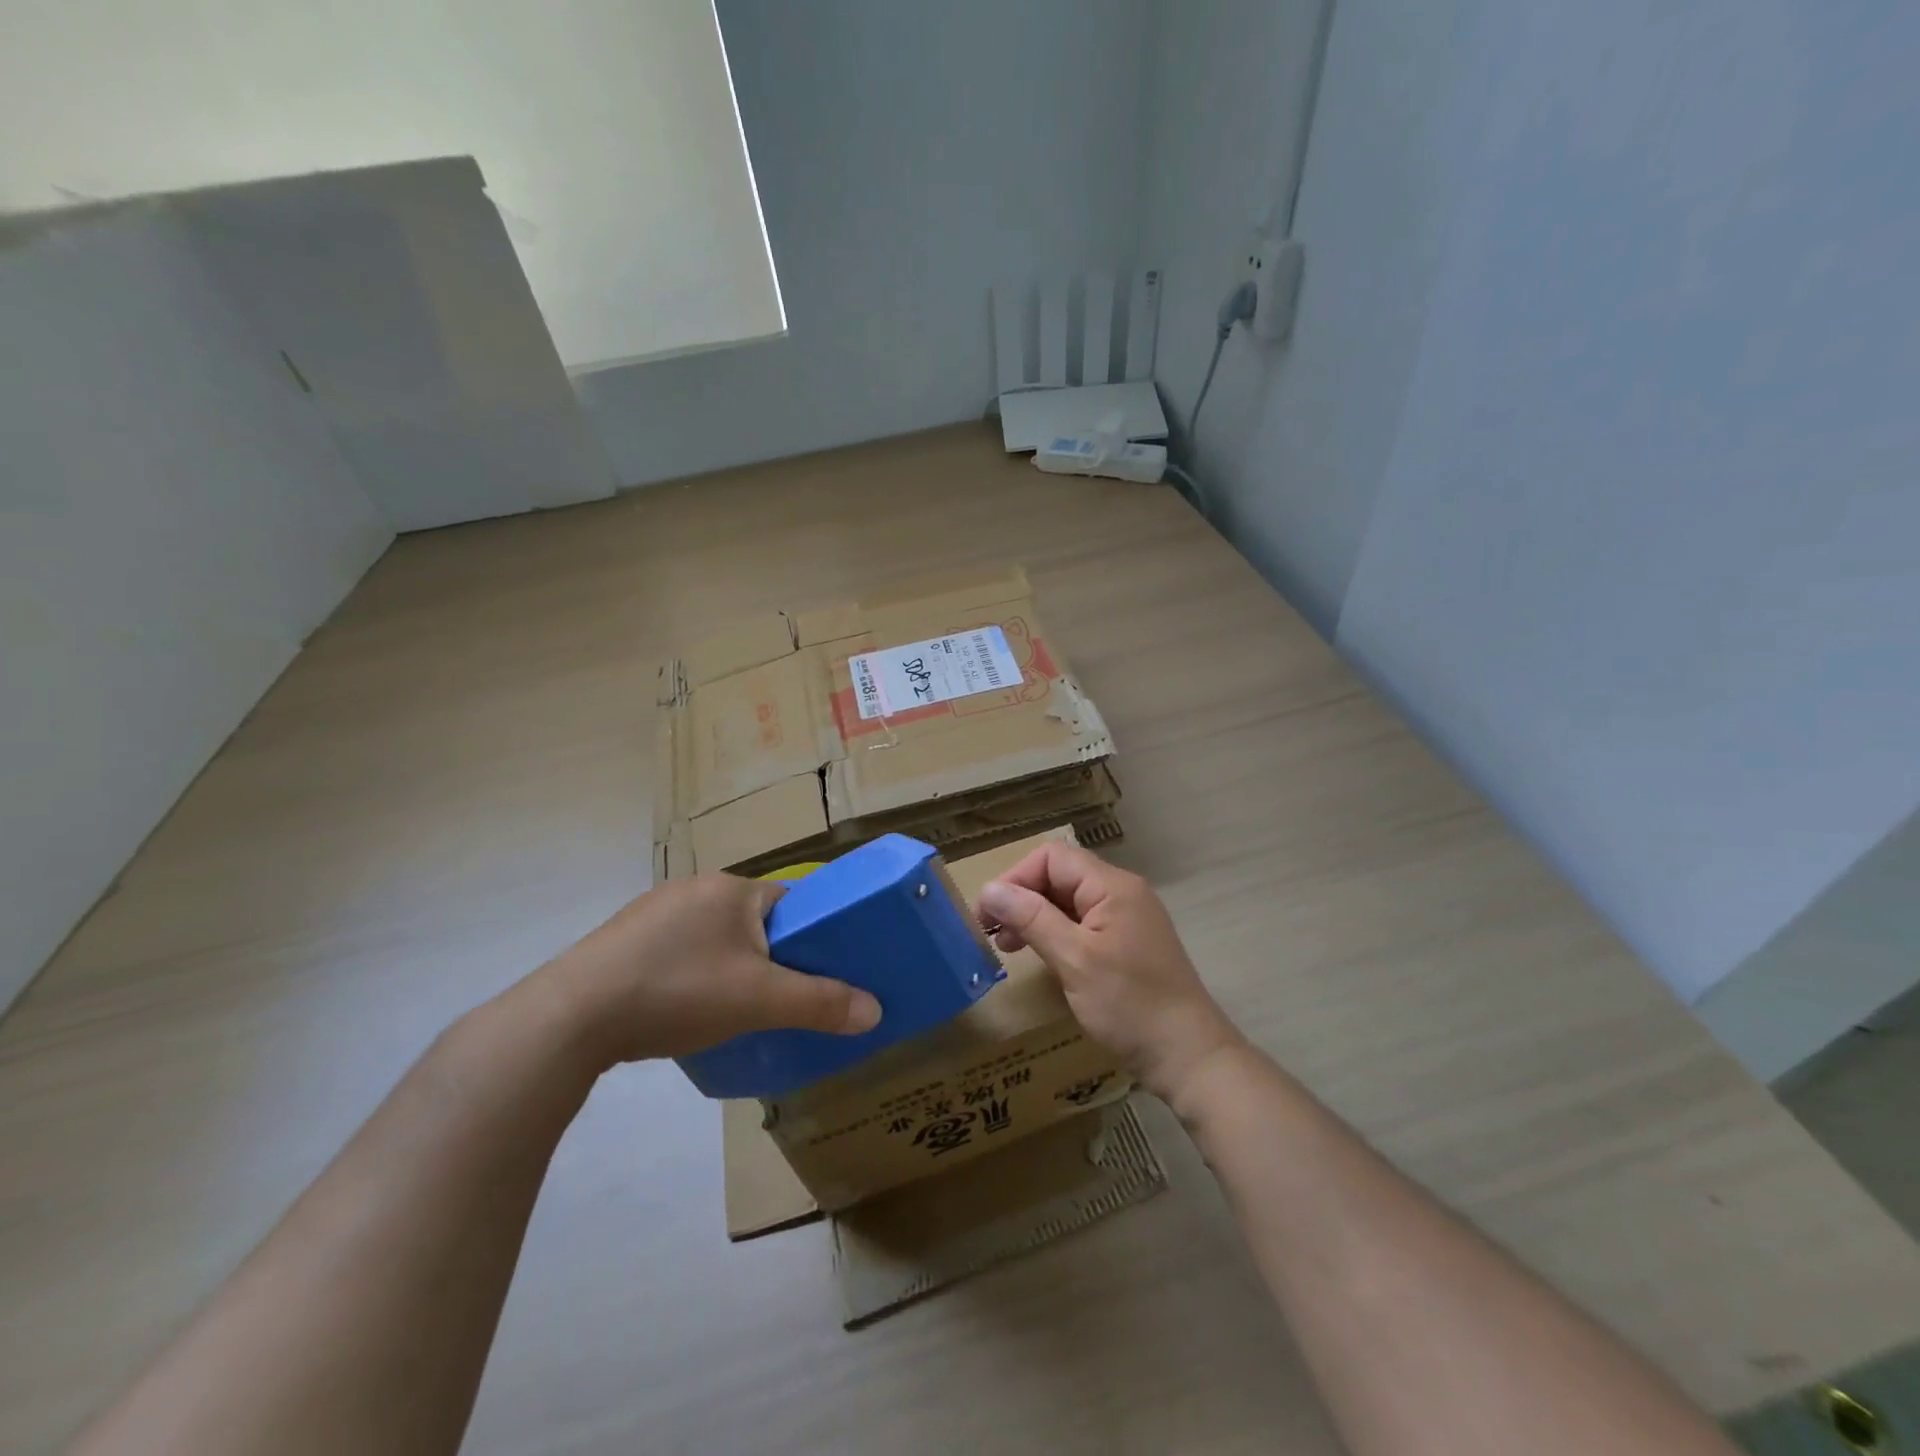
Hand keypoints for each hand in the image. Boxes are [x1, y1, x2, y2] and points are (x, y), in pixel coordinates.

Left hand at [532, 875, 881, 1068]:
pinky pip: (677, 950)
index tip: (820, 969)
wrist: (571, 1017)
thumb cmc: (678, 990)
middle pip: (752, 920)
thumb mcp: (759, 1000)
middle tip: (779, 997)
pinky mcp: (622, 939)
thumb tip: (875, 1011)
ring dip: (729, 966)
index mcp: (731, 888)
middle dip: (770, 955)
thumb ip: (820, 1003)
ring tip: (732, 1009)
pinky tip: (683, 1008)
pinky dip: (691, 973)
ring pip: (713, 937)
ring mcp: (652, 912)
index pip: (789, 900)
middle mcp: (693, 888)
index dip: (810, 933)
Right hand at [977, 841, 1243, 1100]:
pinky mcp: (1128, 943)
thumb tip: (989, 889)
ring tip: (1010, 947)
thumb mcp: (1074, 960)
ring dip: (1035, 917)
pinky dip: (1056, 933)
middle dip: (1022, 898)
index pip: (1052, 858)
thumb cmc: (1130, 1005)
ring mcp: (1127, 918)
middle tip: (994, 936)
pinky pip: (1083, 923)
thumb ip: (1031, 918)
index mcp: (1112, 886)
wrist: (1189, 1056)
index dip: (1016, 879)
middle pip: (1060, 875)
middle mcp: (1121, 892)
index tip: (989, 915)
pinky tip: (1042, 956)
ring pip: (1069, 900)